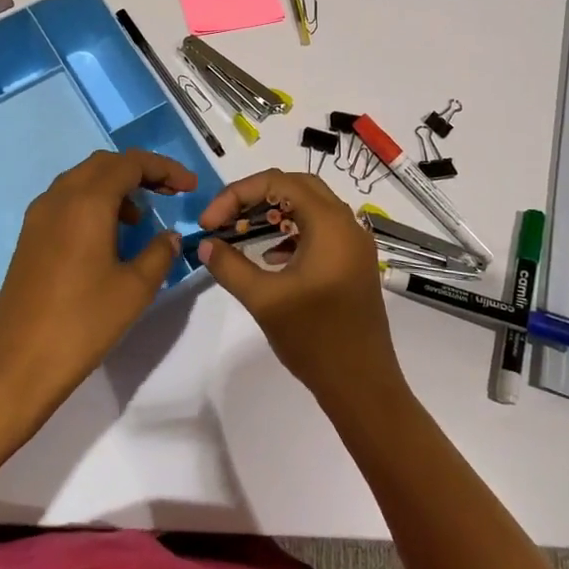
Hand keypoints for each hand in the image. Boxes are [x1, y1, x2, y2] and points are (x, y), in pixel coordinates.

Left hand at [0, 148, 197, 419]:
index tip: (190, 186)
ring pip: (82, 180)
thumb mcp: (135, 289)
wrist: (17, 363)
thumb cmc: (82, 322)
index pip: (130, 163)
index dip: (164, 169)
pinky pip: (66, 200)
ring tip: (141, 218)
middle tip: (169, 193)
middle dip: (140, 171)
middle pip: (104, 164)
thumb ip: (159, 253)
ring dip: (115, 186)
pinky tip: (108, 237)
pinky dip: (93, 203)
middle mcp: (59, 197)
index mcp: (86, 202)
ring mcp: (39, 216)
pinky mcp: (30, 237)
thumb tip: (170, 236)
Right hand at [195, 169, 403, 409]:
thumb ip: (230, 266)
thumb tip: (206, 244)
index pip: (278, 183)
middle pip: (296, 186)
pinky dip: (291, 231)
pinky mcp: (354, 263)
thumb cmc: (314, 338)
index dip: (237, 195)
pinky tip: (269, 256)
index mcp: (330, 223)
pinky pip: (320, 229)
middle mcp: (347, 224)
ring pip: (309, 207)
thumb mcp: (264, 300)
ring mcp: (354, 244)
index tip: (209, 223)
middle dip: (255, 197)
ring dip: (274, 212)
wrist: (362, 386)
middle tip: (225, 219)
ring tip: (242, 233)